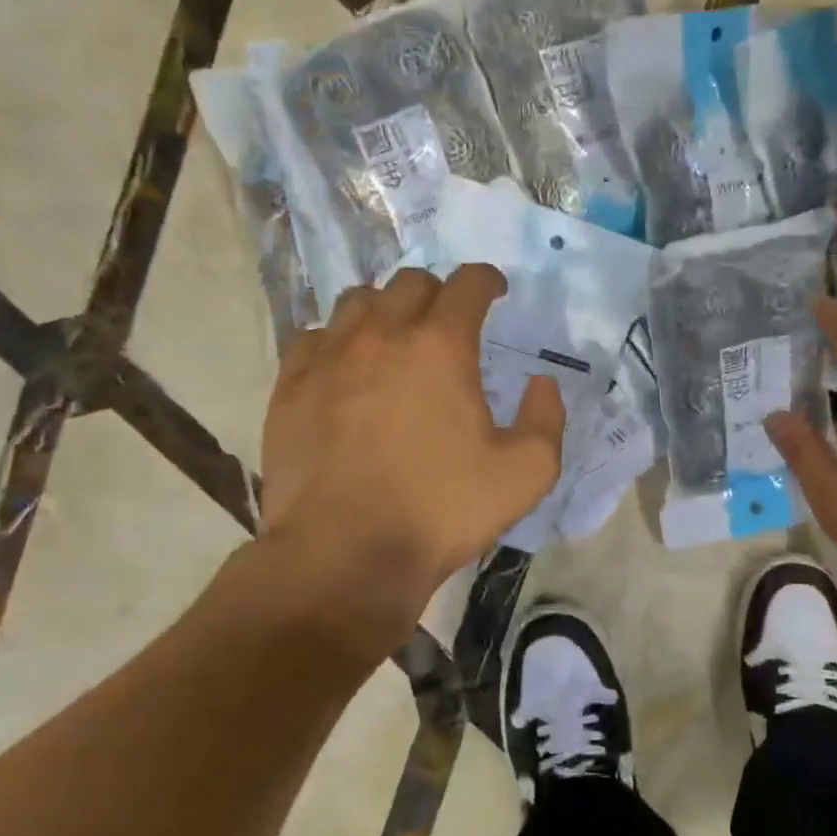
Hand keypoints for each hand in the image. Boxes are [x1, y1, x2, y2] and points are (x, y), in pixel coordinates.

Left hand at [255, 265, 564, 664]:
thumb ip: (547, 419)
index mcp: (441, 347)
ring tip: (396, 338)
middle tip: (450, 322)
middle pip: (410, 282)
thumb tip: (541, 384)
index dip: (487, 280)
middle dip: (438, 293)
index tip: (495, 291)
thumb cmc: (441, 510)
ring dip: (385, 309)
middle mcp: (381, 336)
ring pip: (357, 301)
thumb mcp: (526, 473)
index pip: (467, 283)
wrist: (344, 556)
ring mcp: (328, 358)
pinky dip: (338, 340)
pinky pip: (313, 337)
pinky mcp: (290, 386)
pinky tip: (347, 368)